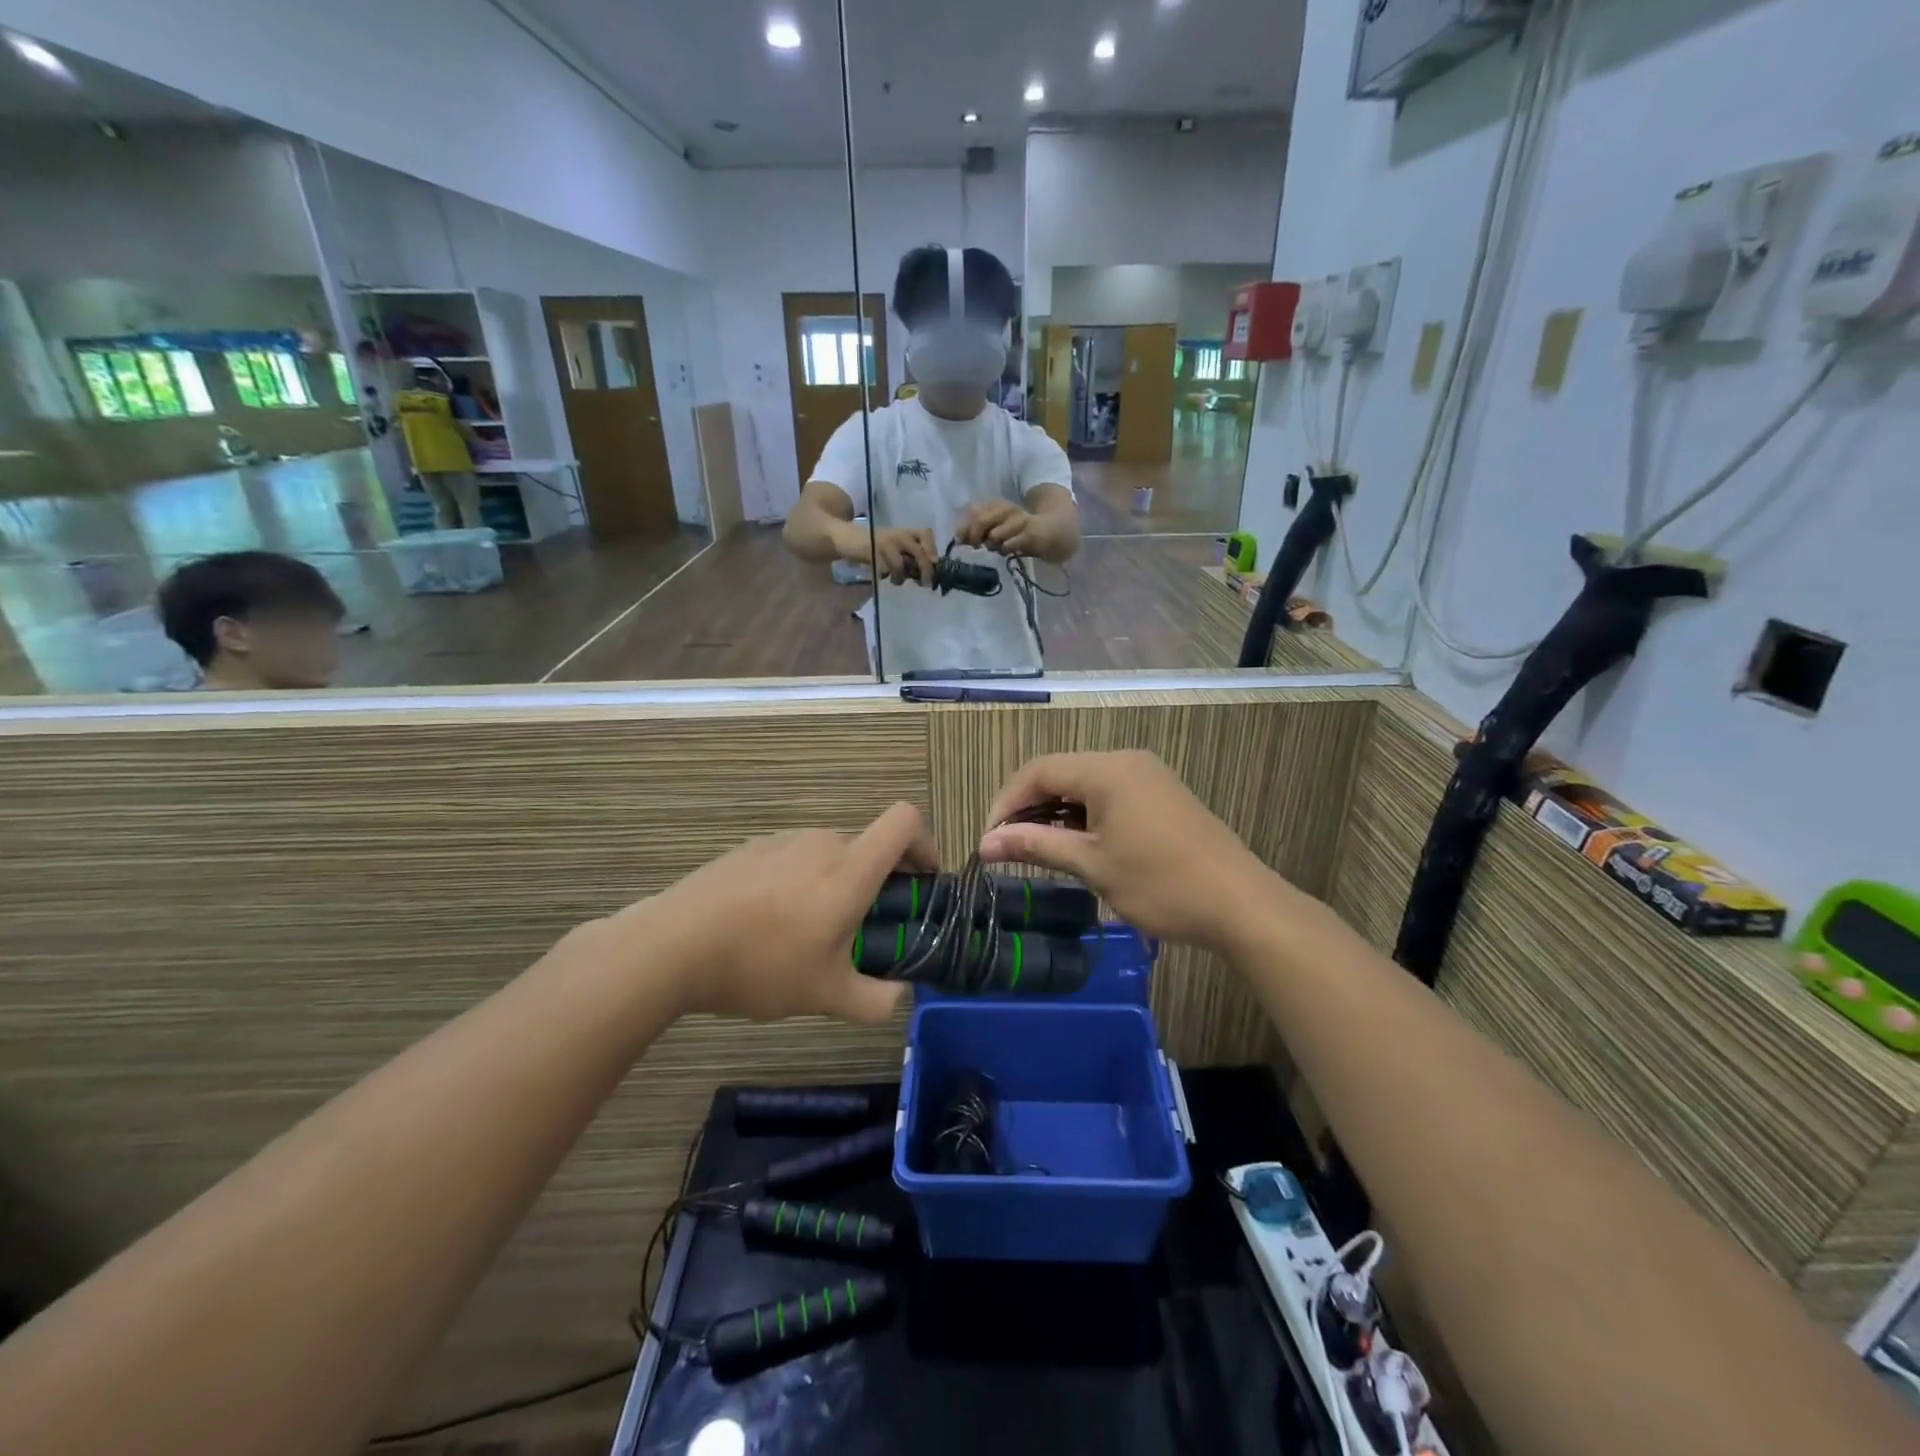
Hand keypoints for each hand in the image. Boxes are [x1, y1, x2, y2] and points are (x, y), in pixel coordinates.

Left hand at [612, 802, 936, 1023]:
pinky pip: (792, 858)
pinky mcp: (749, 849)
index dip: (926, 843)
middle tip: (863, 929)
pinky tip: (769, 924)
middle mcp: (821, 842)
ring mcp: (781, 841)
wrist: (672, 946)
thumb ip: (875, 1001)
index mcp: (850, 868)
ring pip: (828, 854)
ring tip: (810, 933)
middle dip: (877, 882)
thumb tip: (897, 997)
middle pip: (867, 846)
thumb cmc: (761, 964)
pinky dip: (800, 882)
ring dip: (836, 883)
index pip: (905, 821)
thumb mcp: (825, 995)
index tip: (922, 881)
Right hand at [855, 526, 939, 585]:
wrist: (854, 540)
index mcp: (907, 532)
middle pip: (918, 553)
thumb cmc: (882, 548)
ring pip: (900, 565)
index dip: (932, 548)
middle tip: (925, 584)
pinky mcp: (872, 553)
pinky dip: (885, 576)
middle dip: (925, 570)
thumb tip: (929, 575)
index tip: (935, 562)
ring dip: (900, 578)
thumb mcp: (901, 547)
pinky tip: (882, 575)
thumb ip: (914, 557)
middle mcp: (898, 535)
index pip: (925, 534)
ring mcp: (885, 543)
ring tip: (896, 580)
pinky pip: (884, 570)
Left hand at [955, 500, 1040, 556]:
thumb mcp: (996, 527)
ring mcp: (1018, 520)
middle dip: (974, 536)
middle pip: (980, 520)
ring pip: (994, 535)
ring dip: (992, 545)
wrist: (1049, 532)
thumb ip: (977, 529)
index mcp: (997, 504)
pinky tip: (1009, 550)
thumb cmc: (1017, 532)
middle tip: (977, 546)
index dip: (964, 527)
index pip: (973, 512)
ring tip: (998, 547)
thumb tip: (959, 538)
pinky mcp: (1029, 534)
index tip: (962, 541)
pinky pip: (1008, 545)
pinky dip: (1005, 550)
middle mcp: (1007, 508)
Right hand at [977, 751, 1280, 954]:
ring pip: (1084, 785)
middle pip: (1060, 774)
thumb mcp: (1092, 865)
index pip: (1039, 772)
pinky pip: (1109, 795)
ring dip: (1055, 814)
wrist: (1240, 904)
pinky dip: (1084, 816)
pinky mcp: (1161, 796)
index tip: (988, 840)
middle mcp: (1126, 761)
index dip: (1006, 802)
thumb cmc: (1160, 884)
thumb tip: (985, 843)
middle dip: (1028, 808)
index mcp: (1107, 769)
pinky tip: (1076, 845)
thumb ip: (1036, 846)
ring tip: (1035, 849)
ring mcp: (1147, 776)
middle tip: (1006, 846)